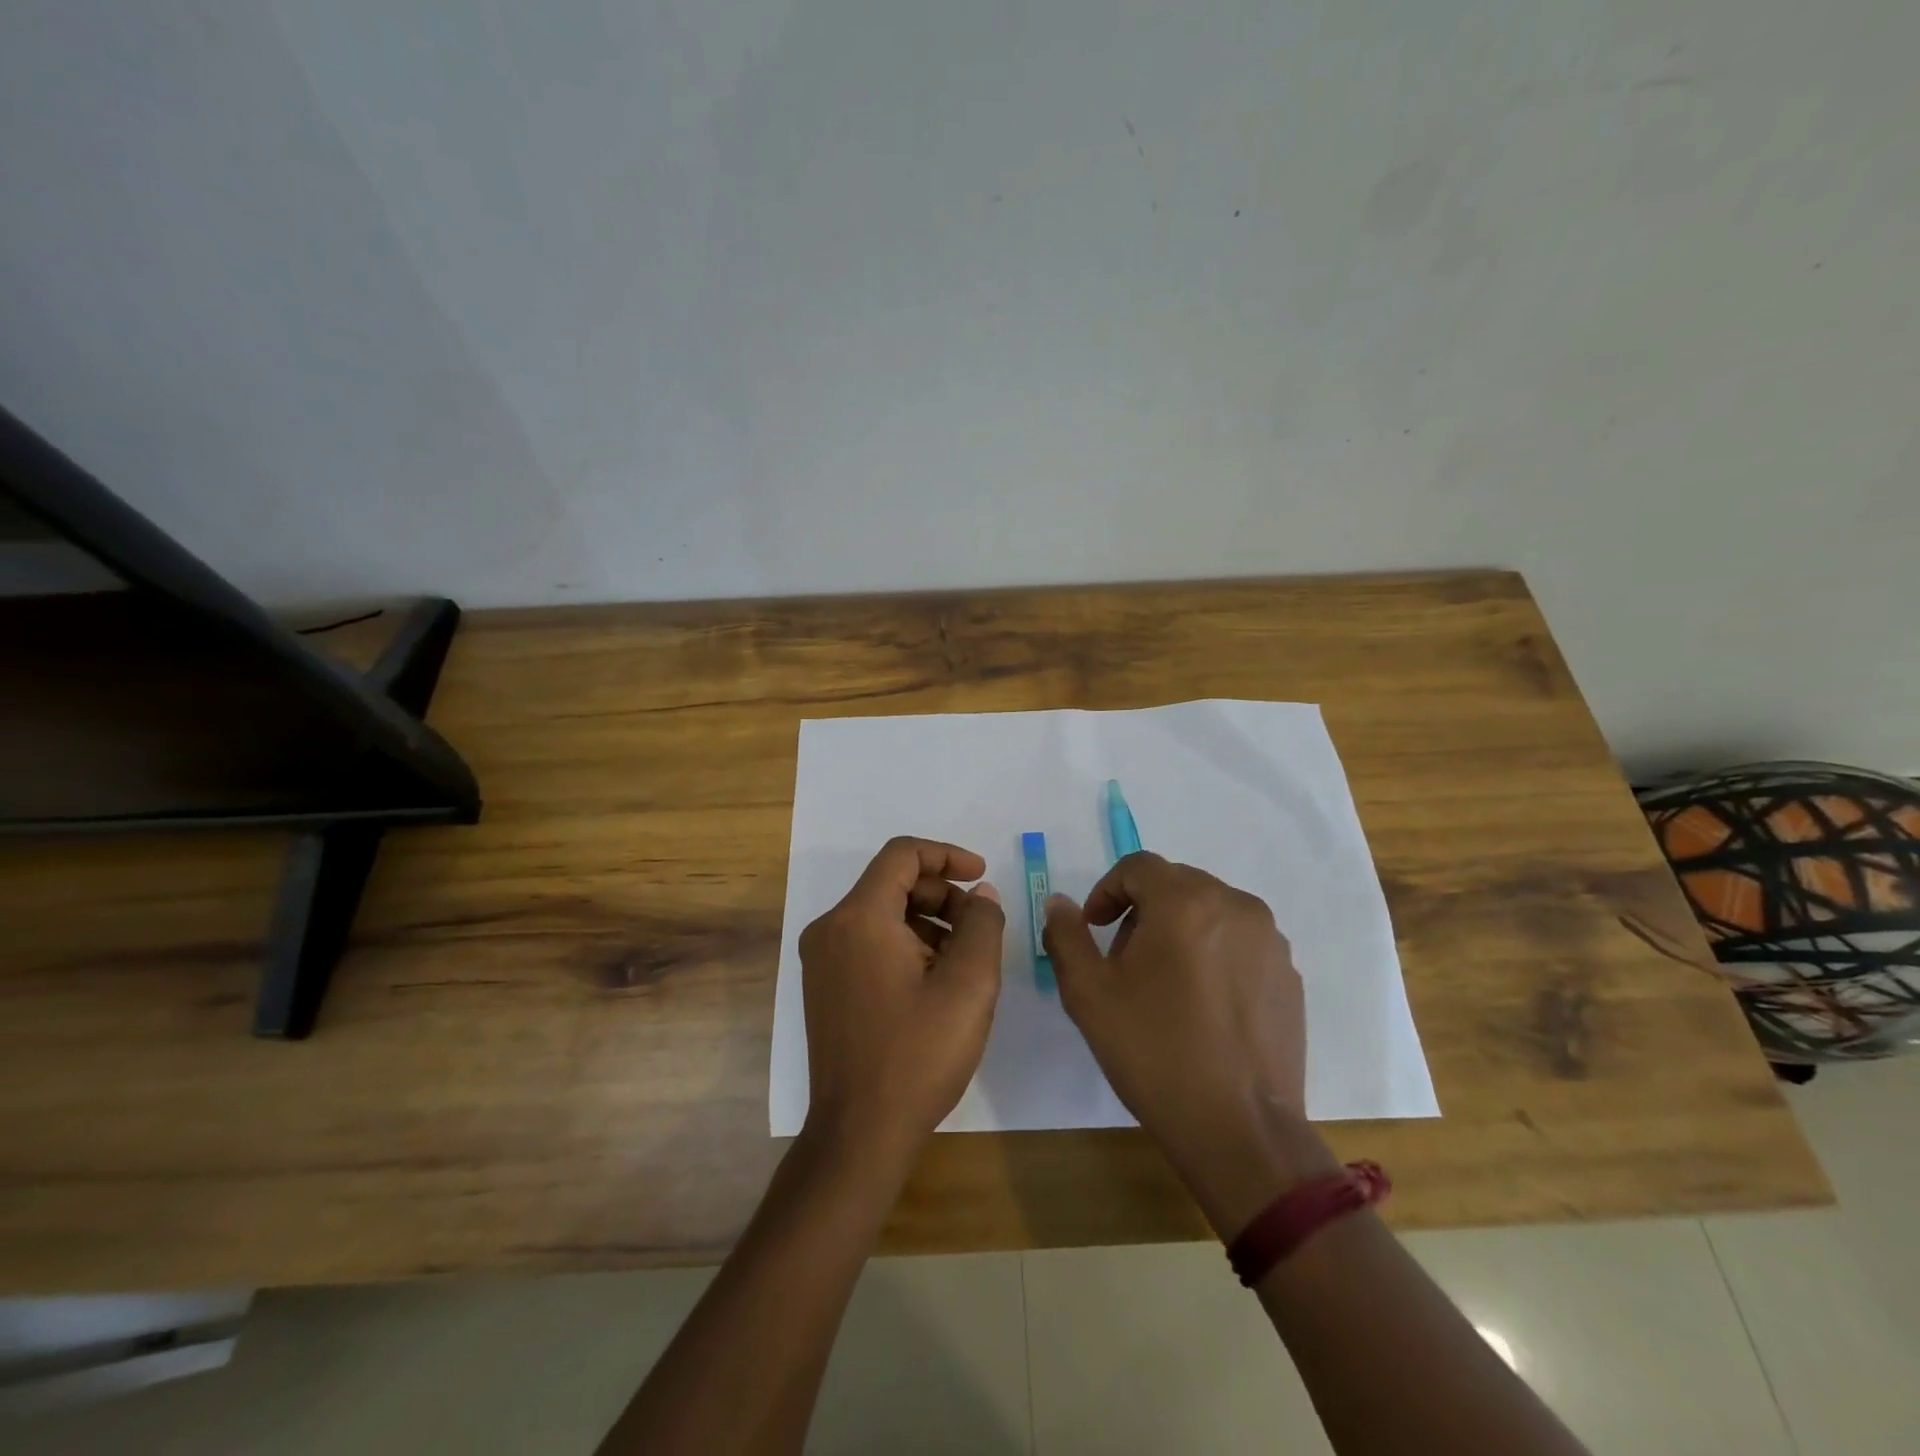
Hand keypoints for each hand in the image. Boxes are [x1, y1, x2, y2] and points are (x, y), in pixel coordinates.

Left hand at [798, 837, 1004, 1168]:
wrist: (860, 1134)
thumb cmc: (918, 1055)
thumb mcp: (969, 985)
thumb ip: (983, 925)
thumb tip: (981, 896)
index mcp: (859, 918)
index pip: (903, 855)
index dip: (948, 855)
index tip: (982, 876)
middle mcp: (830, 928)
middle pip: (893, 884)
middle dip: (943, 896)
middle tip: (980, 929)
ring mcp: (822, 959)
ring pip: (882, 914)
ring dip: (928, 923)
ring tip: (964, 961)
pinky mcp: (825, 986)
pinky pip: (869, 942)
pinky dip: (906, 945)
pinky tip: (935, 982)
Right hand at [1043, 853, 1336, 1238]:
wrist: (1240, 1129)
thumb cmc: (1155, 1052)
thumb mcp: (1088, 993)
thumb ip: (1066, 935)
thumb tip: (1060, 903)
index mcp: (1185, 901)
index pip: (1138, 867)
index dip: (1106, 890)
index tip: (1095, 929)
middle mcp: (1235, 905)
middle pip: (1176, 884)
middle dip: (1142, 910)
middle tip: (1124, 960)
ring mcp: (1270, 940)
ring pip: (1210, 911)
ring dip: (1180, 930)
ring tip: (1165, 985)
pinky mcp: (1288, 974)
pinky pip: (1240, 943)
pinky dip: (1214, 954)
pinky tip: (1203, 1006)